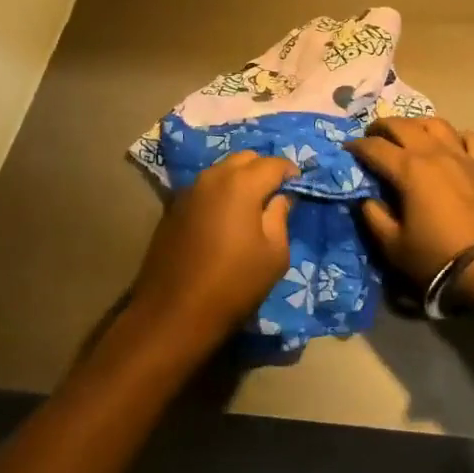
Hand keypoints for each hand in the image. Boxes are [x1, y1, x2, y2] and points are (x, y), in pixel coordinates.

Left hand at [128, 151, 294, 357]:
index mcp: (241, 184)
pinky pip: (205, 187)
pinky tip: (224, 218)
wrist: (174, 313)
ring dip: (240, 179)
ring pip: (222, 170)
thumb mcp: (274, 254)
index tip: (299, 186)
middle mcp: (213, 177)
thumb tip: (280, 197)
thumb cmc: (233, 284)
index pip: (274, 163)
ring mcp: (189, 190)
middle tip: (275, 194)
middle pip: (245, 159)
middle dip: (264, 170)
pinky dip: (220, 193)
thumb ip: (280, 216)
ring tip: (251, 206)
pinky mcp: (174, 206)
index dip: (291, 172)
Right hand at [348, 117, 473, 311]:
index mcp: (408, 169)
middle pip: (402, 125)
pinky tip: (452, 144)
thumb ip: (374, 218)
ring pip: (436, 123)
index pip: (374, 147)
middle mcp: (433, 152)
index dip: (357, 146)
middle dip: (382, 126)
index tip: (347, 150)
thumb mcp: (394, 247)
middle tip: (372, 136)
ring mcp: (462, 155)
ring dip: (417, 125)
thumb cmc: (439, 257)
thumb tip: (366, 199)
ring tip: (410, 135)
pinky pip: (470, 138)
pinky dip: (456, 136)